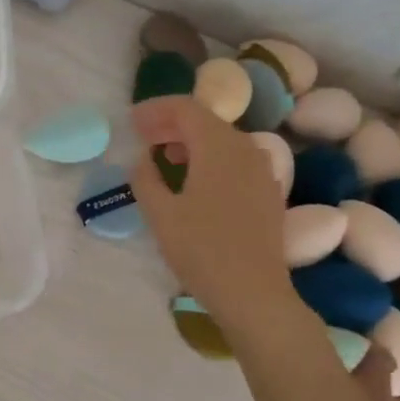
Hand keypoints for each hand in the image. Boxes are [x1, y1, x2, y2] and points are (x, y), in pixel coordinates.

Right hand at [130, 94, 292, 330]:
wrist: (253, 292)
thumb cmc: (201, 250)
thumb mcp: (160, 214)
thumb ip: (145, 179)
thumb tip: (142, 160)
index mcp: (218, 146)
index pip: (186, 108)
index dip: (155, 110)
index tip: (131, 121)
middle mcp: (245, 148)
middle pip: (206, 121)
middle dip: (171, 124)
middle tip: (142, 137)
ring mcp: (262, 170)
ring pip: (222, 141)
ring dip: (190, 142)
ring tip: (163, 158)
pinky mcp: (268, 192)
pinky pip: (235, 161)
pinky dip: (210, 159)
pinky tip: (194, 181)